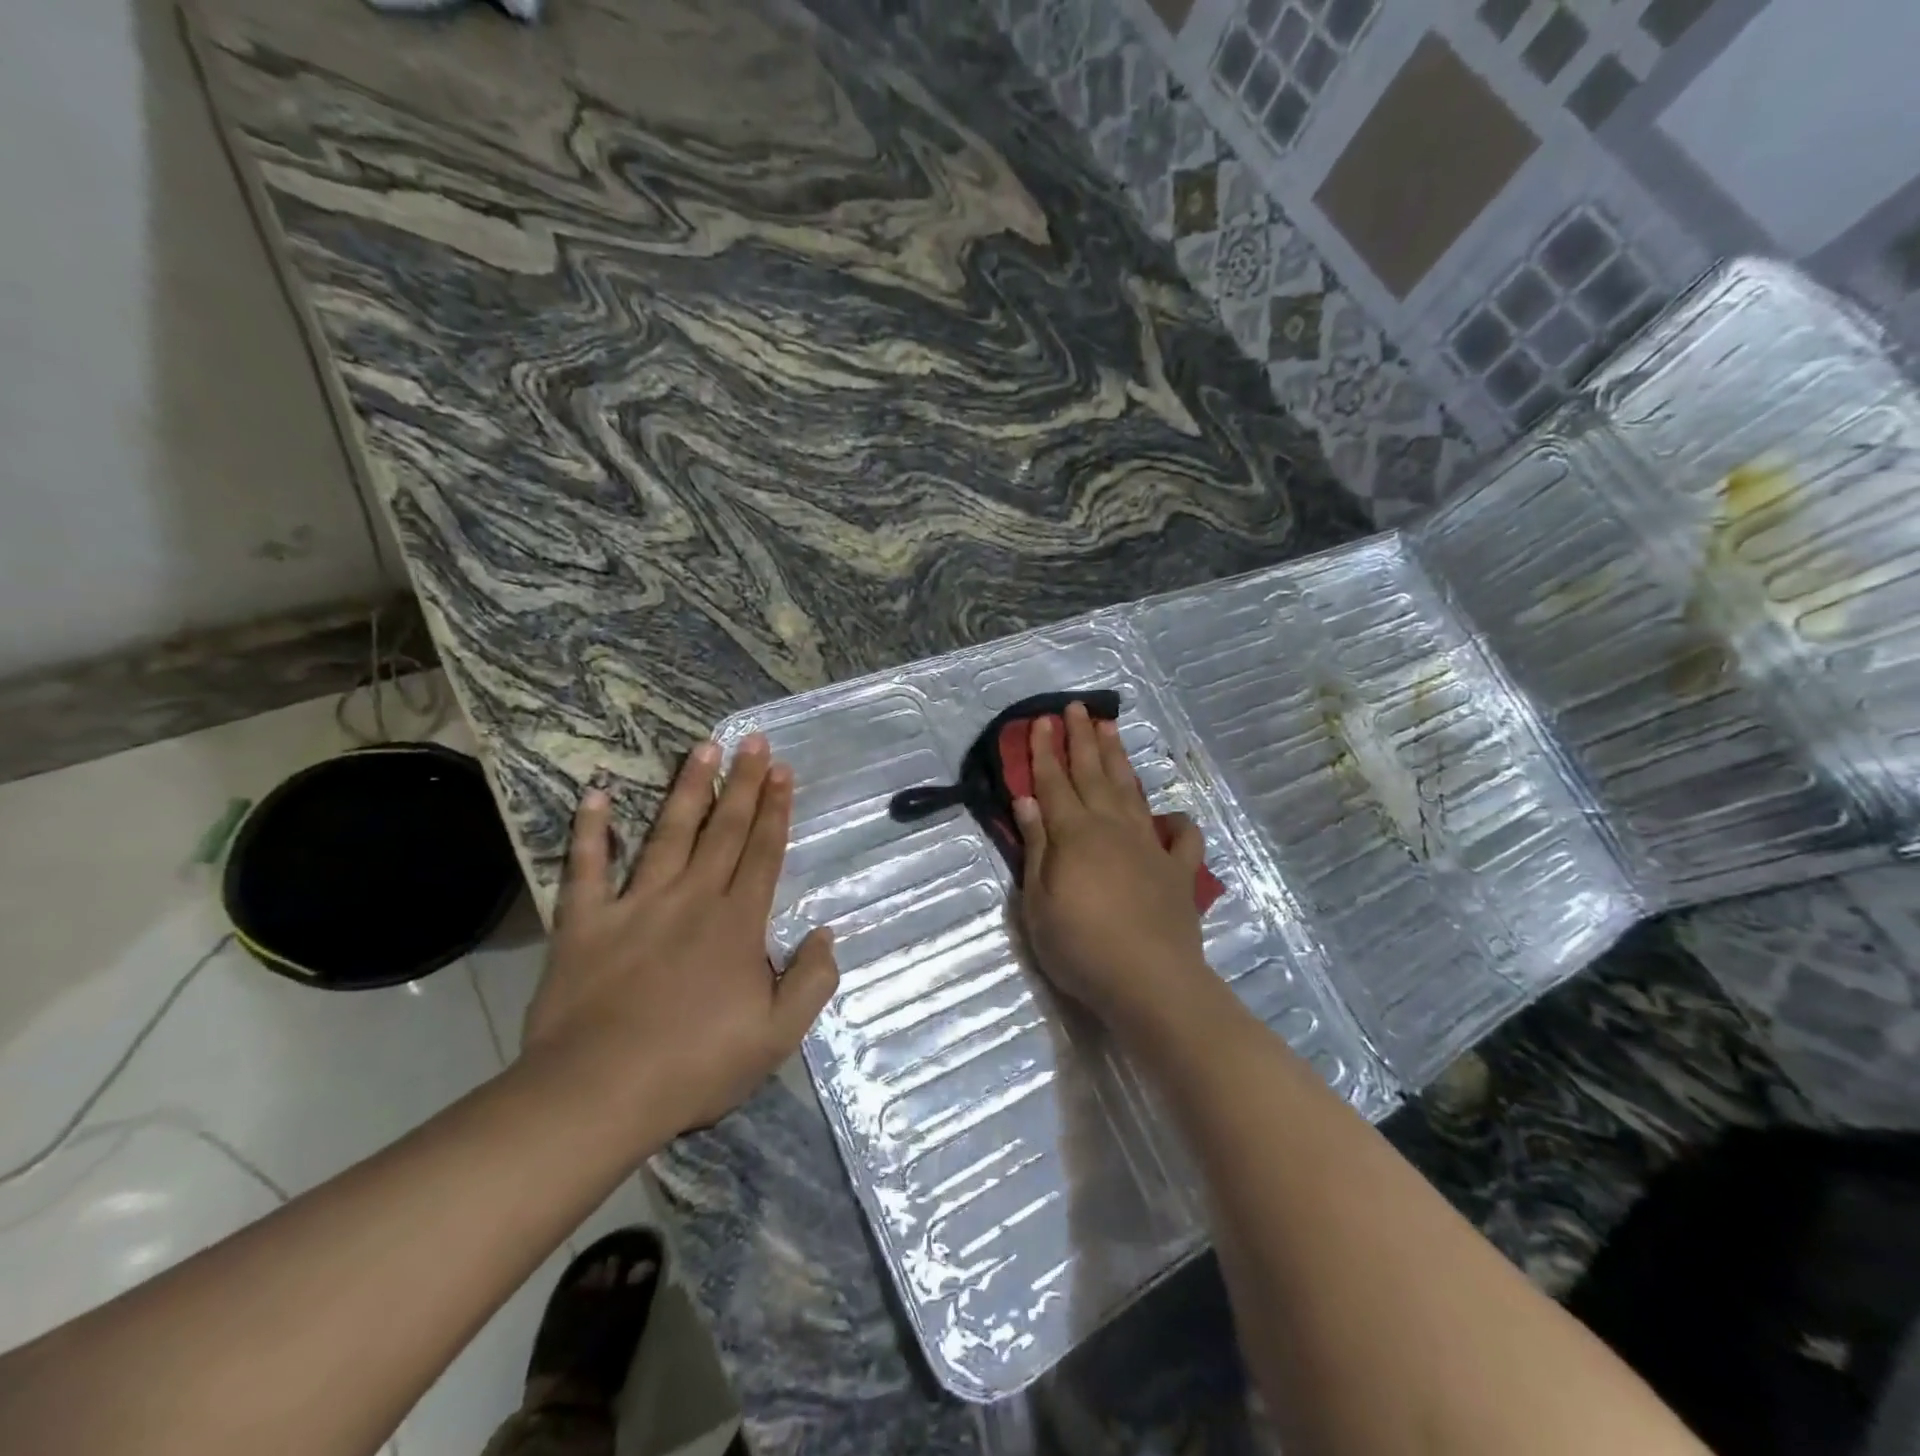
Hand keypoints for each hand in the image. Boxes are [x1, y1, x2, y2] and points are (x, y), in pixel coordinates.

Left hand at [520, 736, 838, 1141]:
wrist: (599, 1094)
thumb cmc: (695, 1065)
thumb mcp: (777, 1036)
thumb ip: (811, 981)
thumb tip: (826, 932)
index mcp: (736, 924)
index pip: (763, 853)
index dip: (775, 810)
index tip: (782, 770)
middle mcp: (691, 899)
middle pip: (723, 830)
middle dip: (742, 783)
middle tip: (752, 741)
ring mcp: (636, 906)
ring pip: (668, 834)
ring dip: (687, 789)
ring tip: (702, 749)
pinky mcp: (586, 923)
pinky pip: (587, 868)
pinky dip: (590, 832)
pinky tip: (594, 795)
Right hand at [1013, 703, 1221, 1045]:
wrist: (1148, 981)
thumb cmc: (1080, 946)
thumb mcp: (1038, 901)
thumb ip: (1037, 847)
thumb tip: (1028, 801)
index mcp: (1074, 834)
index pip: (1053, 782)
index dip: (1045, 751)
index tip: (1041, 721)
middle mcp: (1112, 828)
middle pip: (1093, 774)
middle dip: (1082, 739)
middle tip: (1076, 708)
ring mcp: (1150, 847)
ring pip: (1131, 792)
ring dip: (1119, 760)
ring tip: (1111, 730)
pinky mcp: (1178, 872)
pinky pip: (1182, 839)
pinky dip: (1178, 823)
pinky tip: (1171, 817)